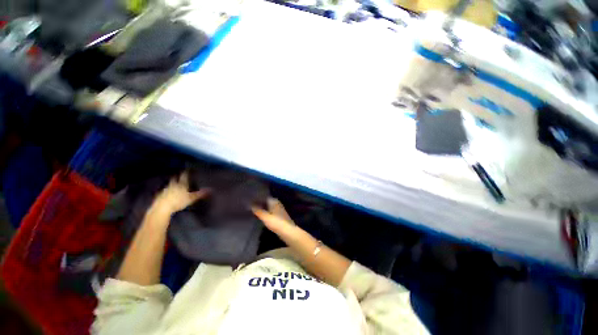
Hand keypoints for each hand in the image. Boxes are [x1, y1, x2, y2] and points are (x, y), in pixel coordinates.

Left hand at [150, 172, 209, 216]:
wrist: (162, 208)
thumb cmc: (178, 202)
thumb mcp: (191, 198)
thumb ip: (200, 194)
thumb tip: (211, 189)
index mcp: (181, 185)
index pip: (184, 176)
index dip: (185, 173)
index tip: (187, 169)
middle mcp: (173, 185)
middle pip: (175, 179)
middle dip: (177, 177)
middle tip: (179, 175)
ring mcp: (165, 190)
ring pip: (169, 184)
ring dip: (172, 183)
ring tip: (174, 184)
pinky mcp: (160, 195)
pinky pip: (164, 191)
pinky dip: (167, 191)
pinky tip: (168, 193)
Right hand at [252, 198, 295, 234]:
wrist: (287, 231)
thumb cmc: (276, 222)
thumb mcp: (265, 217)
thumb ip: (258, 211)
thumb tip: (250, 205)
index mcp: (274, 201)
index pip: (265, 197)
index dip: (258, 198)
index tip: (251, 200)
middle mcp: (277, 204)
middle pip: (267, 202)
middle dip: (260, 203)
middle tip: (251, 205)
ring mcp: (279, 210)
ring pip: (269, 207)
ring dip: (263, 209)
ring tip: (254, 210)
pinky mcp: (280, 216)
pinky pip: (271, 212)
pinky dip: (267, 213)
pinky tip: (262, 216)